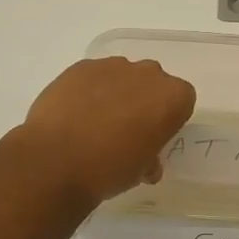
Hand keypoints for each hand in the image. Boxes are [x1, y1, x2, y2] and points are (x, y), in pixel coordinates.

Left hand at [16, 57, 196, 206]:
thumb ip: (150, 158)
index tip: (153, 136)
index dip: (168, 118)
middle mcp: (148, 74)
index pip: (182, 100)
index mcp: (172, 97)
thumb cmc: (110, 169)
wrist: (56, 160)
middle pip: (153, 82)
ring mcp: (113, 66)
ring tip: (94, 122)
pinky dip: (88, 90)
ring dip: (115, 93)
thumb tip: (146, 162)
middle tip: (125, 129)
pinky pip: (93, 76)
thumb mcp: (140, 172)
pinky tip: (74, 114)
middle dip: (143, 100)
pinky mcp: (81, 66)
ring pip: (122, 76)